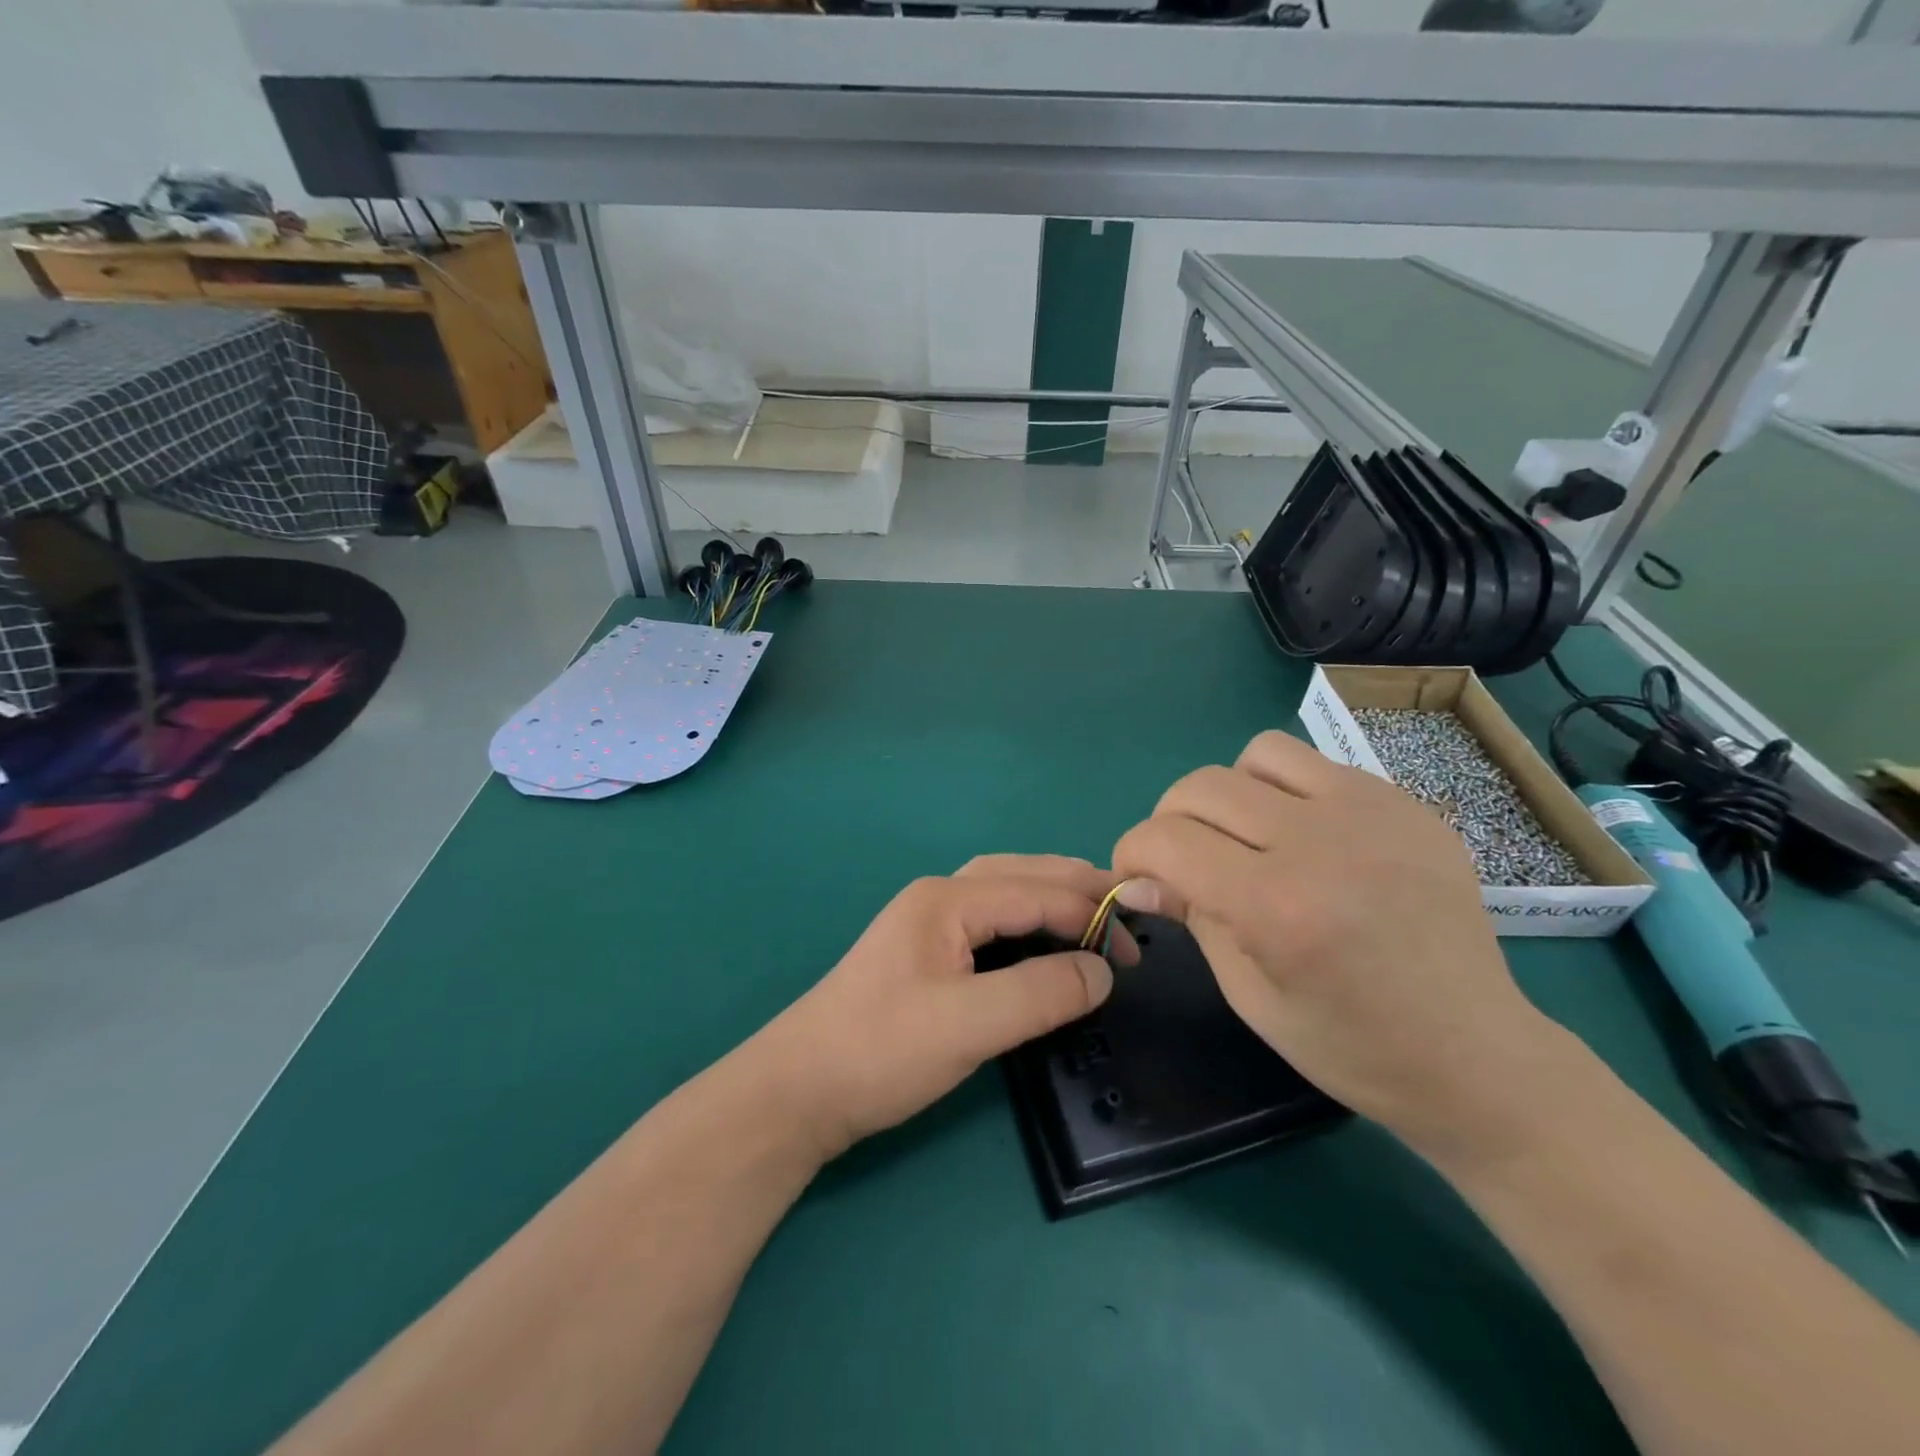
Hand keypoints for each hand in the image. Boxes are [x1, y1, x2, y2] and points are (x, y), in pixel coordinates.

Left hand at [753, 855, 1131, 1160]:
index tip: (1138, 951)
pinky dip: (1026, 922)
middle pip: (1020, 874)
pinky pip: (989, 921)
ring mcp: (926, 922)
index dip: (1090, 915)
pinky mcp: (923, 953)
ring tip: (1094, 916)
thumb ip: (1041, 993)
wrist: (800, 1088)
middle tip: (1126, 910)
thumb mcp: (969, 1025)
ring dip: (1050, 898)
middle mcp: (938, 897)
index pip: (1036, 891)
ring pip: (1003, 892)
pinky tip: (1041, 941)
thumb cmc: (881, 1051)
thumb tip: (1103, 971)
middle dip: (1075, 887)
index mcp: (947, 899)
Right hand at [1113, 731, 1563, 1159]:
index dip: (1131, 854)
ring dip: (1230, 793)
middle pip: (1200, 787)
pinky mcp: (1406, 804)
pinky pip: (1316, 766)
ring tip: (1247, 837)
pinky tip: (1307, 839)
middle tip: (1182, 862)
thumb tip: (1139, 876)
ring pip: (1258, 754)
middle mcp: (1321, 842)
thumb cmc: (1351, 1047)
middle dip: (1169, 822)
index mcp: (1276, 906)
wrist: (1477, 1056)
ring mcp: (1372, 812)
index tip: (1135, 878)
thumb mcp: (1249, 994)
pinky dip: (1287, 793)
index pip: (1165, 839)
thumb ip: (1192, 916)